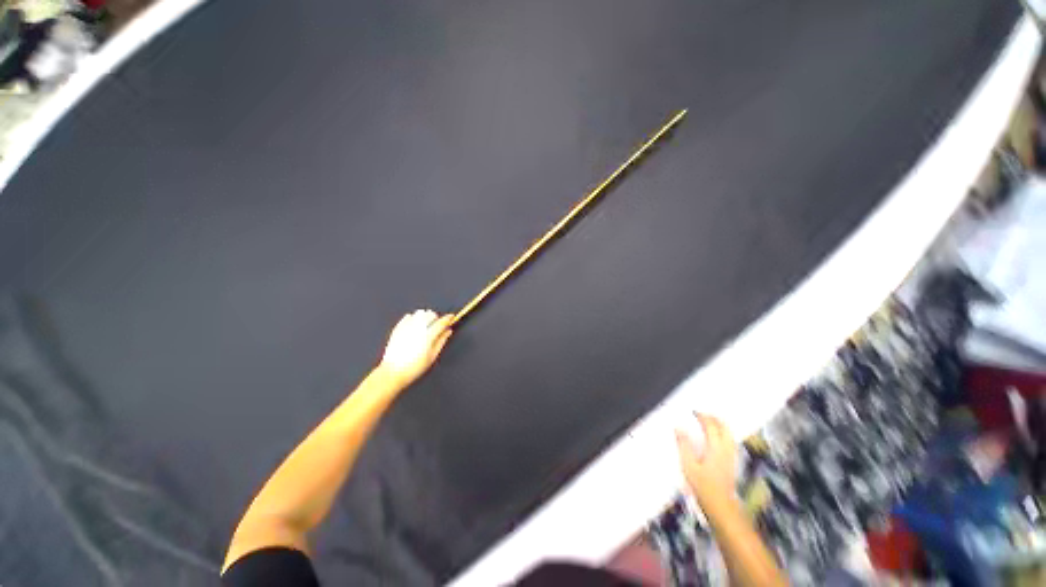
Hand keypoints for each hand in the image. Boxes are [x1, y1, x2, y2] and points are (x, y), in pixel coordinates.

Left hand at [379, 310, 453, 386]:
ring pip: (420, 313)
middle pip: (431, 314)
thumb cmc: (414, 367)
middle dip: (436, 318)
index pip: (441, 322)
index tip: (452, 317)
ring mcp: (406, 327)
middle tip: (437, 326)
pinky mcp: (398, 328)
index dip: (448, 318)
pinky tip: (414, 326)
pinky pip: (408, 316)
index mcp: (428, 336)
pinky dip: (413, 318)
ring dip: (425, 316)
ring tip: (425, 325)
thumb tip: (448, 331)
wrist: (393, 372)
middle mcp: (417, 329)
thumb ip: (441, 341)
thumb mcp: (432, 357)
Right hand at [676, 413, 737, 509]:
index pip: (710, 426)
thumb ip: (683, 445)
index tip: (693, 412)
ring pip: (729, 435)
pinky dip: (724, 435)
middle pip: (724, 428)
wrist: (721, 506)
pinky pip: (731, 442)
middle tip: (703, 414)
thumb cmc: (703, 486)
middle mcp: (726, 450)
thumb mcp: (688, 466)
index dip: (702, 416)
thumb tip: (678, 428)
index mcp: (715, 448)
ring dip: (720, 425)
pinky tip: (718, 438)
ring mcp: (731, 457)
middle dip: (714, 418)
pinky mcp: (733, 463)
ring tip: (711, 422)